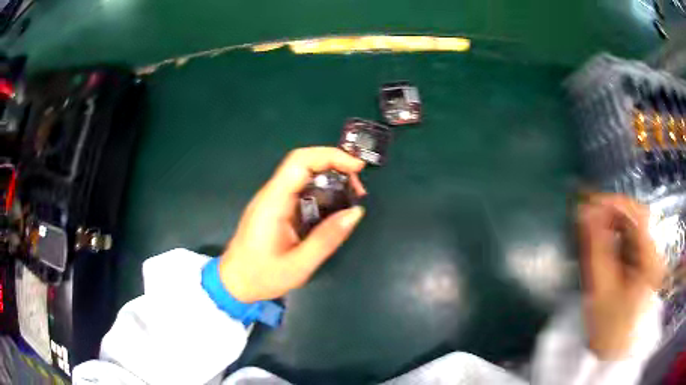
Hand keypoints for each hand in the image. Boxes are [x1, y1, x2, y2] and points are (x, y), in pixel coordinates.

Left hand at [219, 147, 366, 302]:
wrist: (234, 282)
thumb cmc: (261, 276)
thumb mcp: (299, 265)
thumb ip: (327, 239)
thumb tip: (355, 212)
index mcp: (273, 203)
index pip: (300, 162)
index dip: (330, 156)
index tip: (356, 167)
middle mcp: (271, 194)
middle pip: (303, 163)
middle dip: (335, 166)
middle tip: (358, 188)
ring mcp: (272, 200)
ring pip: (303, 175)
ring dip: (330, 179)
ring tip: (351, 197)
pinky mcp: (276, 208)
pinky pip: (301, 190)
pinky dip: (322, 192)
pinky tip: (334, 208)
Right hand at [577, 193, 664, 359]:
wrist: (614, 352)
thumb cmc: (609, 327)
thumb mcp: (601, 288)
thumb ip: (595, 247)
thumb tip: (584, 210)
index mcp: (651, 259)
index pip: (638, 214)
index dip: (614, 202)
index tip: (590, 201)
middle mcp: (654, 251)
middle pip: (636, 217)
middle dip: (611, 211)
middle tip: (586, 213)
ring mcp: (650, 255)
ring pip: (632, 225)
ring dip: (611, 222)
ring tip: (591, 226)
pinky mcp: (643, 260)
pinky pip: (630, 237)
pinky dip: (615, 234)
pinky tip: (602, 239)